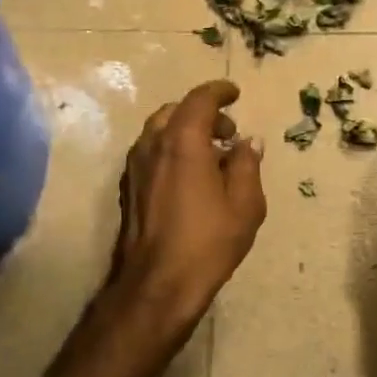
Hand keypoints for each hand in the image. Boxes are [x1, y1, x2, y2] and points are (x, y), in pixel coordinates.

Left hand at [103, 80, 265, 334]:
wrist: (157, 284)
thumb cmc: (207, 241)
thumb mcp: (245, 203)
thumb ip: (247, 164)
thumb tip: (248, 142)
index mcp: (183, 141)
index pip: (200, 99)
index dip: (219, 92)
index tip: (235, 93)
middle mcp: (153, 145)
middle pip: (176, 111)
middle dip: (204, 114)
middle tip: (228, 133)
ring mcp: (136, 166)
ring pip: (160, 131)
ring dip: (186, 131)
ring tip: (212, 156)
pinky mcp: (129, 187)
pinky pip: (152, 152)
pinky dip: (172, 149)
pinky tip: (191, 176)